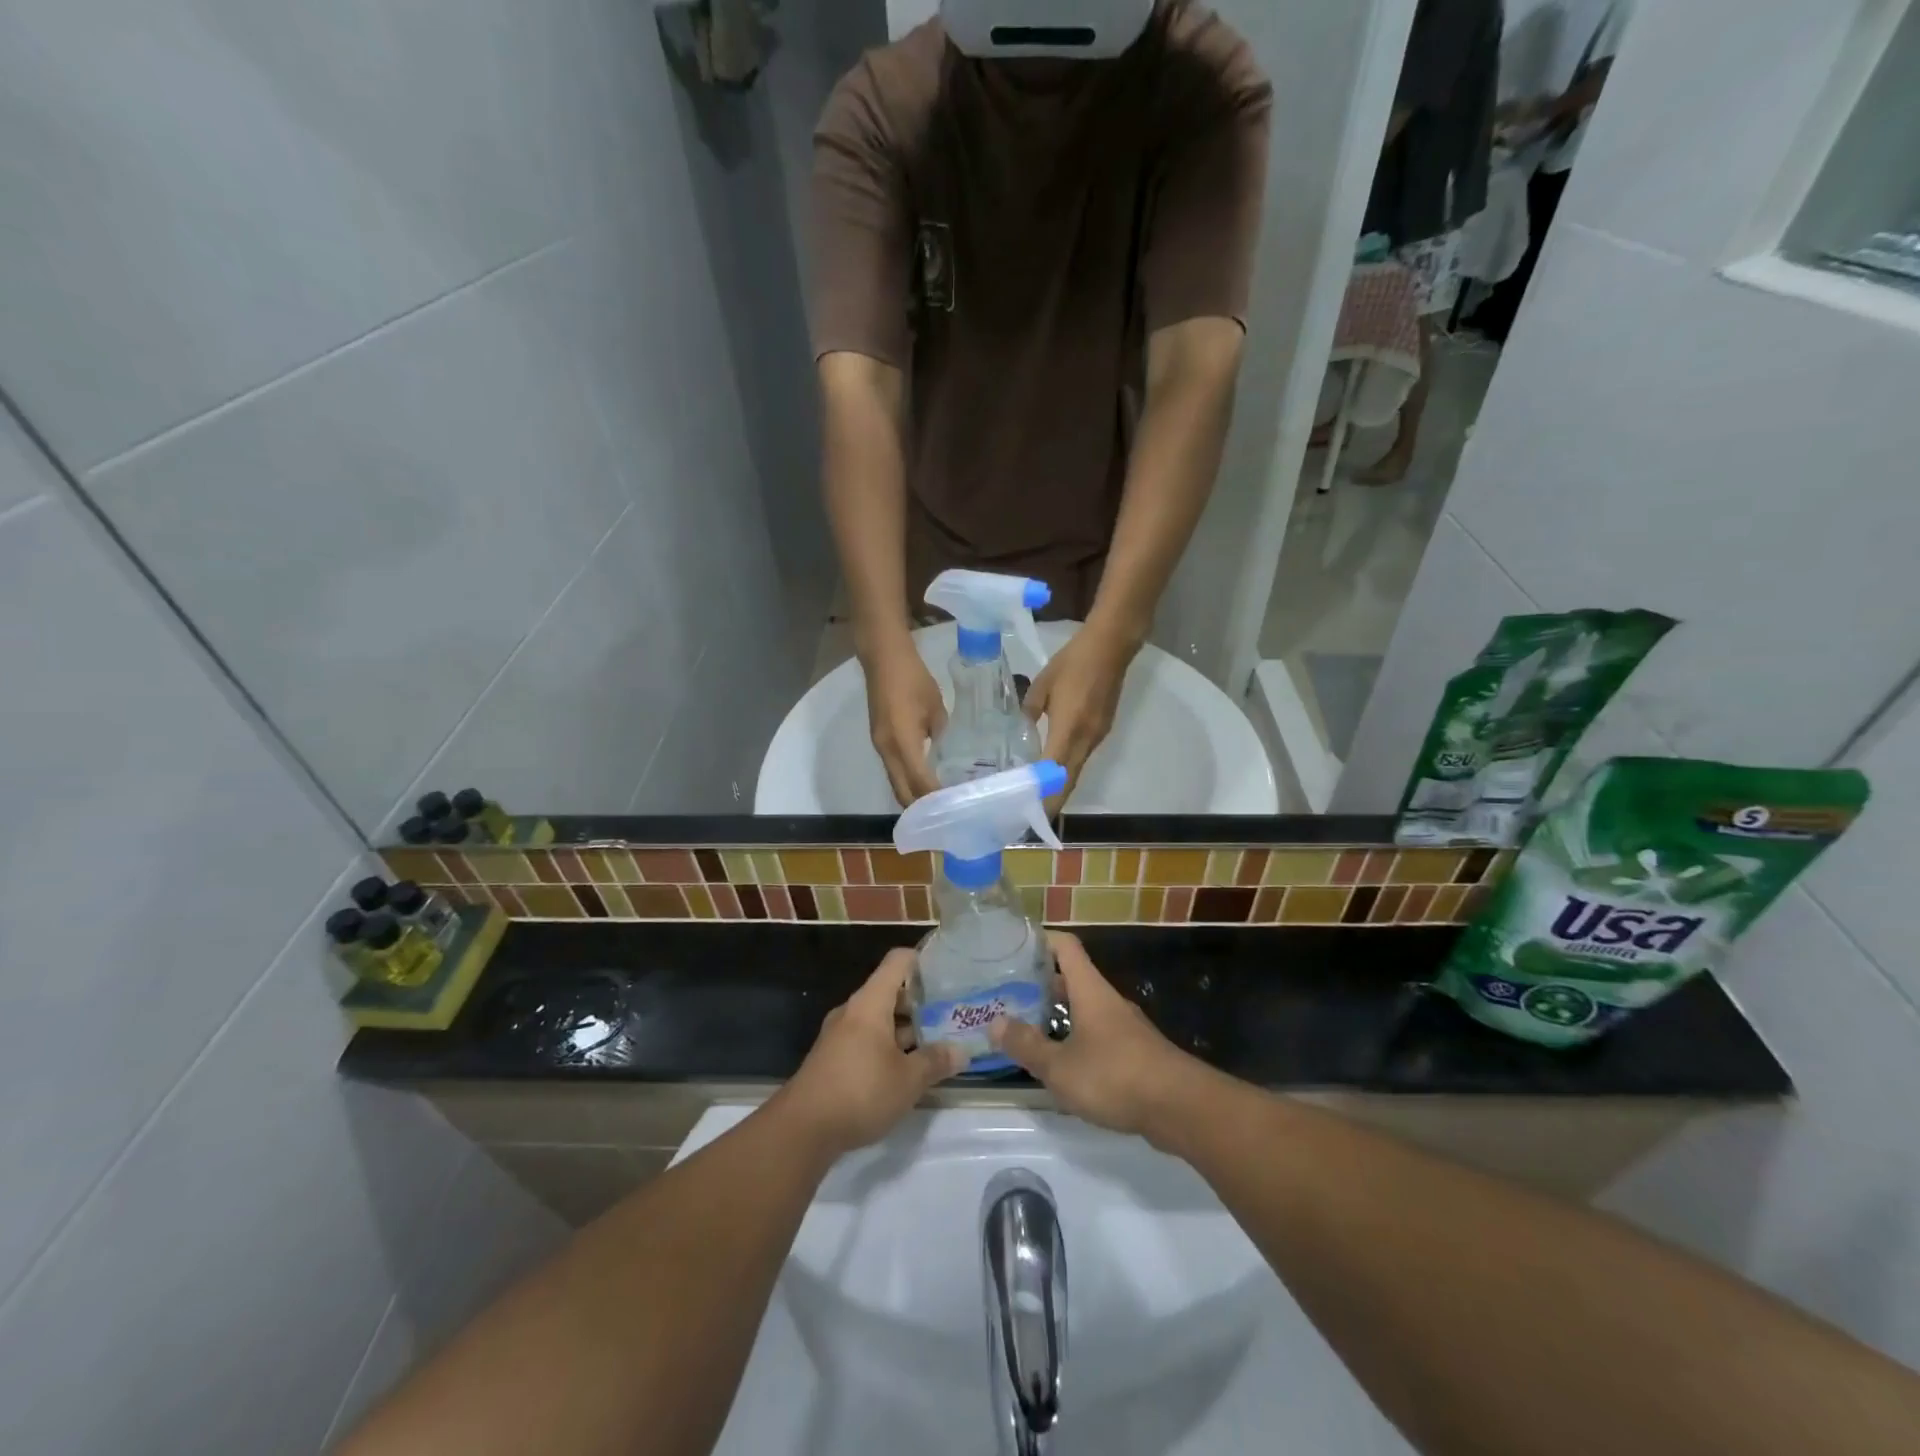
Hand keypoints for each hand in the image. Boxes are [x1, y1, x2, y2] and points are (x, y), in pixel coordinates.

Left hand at [778, 949, 963, 1158]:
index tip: (948, 973)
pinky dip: (888, 1047)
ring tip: (935, 1045)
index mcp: (870, 1002)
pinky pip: (866, 1041)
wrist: (801, 1130)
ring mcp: (839, 1036)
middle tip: (950, 1016)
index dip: (923, 961)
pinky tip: (906, 1071)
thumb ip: (936, 1061)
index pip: (898, 961)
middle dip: (920, 1004)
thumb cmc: (860, 1091)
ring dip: (905, 1030)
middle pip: (890, 992)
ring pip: (879, 1020)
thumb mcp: (908, 1080)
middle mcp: (853, 1011)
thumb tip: (962, 1051)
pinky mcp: (833, 1059)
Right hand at [862, 636, 945, 804]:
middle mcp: (887, 750)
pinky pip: (893, 770)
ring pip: (896, 782)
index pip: (919, 782)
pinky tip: (925, 780)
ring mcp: (880, 746)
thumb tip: (947, 753)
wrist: (882, 658)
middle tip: (946, 814)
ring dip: (914, 795)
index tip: (954, 810)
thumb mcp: (935, 707)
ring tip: (938, 803)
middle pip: (902, 791)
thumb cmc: (912, 679)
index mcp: (902, 742)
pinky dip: (908, 780)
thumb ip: (941, 733)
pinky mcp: (879, 740)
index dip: (935, 799)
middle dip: (921, 807)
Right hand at [989, 932, 1201, 1143]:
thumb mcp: (1060, 1067)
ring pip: (1085, 1008)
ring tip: (1027, 1027)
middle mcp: (1108, 1001)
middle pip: (1073, 978)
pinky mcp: (1136, 1053)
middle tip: (1008, 992)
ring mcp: (1125, 1027)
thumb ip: (1027, 1045)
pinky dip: (1076, 1038)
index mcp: (1090, 991)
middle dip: (1041, 982)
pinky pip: (1098, 1034)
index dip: (1040, 939)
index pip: (1065, 946)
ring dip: (1058, 1013)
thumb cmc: (1115, 1076)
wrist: (1181, 1108)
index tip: (1013, 945)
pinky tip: (1062, 1062)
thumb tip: (995, 1023)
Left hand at [1025, 622, 1135, 806]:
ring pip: (1077, 772)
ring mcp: (1097, 737)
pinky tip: (1052, 771)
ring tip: (1036, 798)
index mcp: (1069, 729)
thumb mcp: (1043, 684)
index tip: (1028, 813)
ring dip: (1059, 788)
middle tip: (1030, 816)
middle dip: (1051, 802)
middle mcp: (1086, 740)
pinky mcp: (1102, 730)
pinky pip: (1082, 758)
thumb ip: (1028, 711)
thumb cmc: (1074, 662)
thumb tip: (1020, 730)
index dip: (1043, 796)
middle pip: (1069, 781)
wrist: (1112, 646)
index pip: (1055, 773)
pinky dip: (1067, 771)